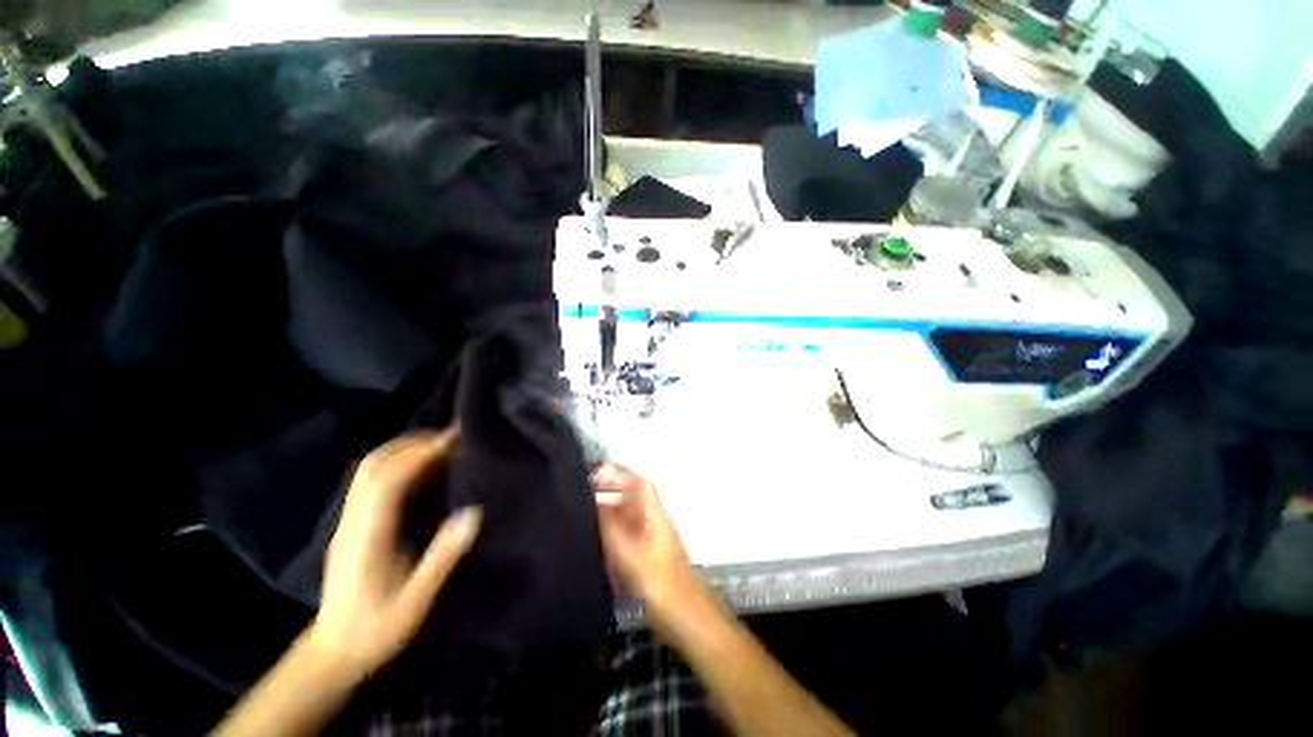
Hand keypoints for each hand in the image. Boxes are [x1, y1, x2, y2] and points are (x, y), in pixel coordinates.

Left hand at [310, 428, 481, 676]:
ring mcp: (349, 521)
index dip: (421, 453)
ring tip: (441, 445)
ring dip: (405, 449)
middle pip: (375, 465)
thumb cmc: (376, 630)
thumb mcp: (415, 601)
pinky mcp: (353, 525)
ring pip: (370, 470)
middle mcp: (354, 520)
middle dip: (413, 443)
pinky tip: (422, 468)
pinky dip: (398, 463)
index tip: (455, 439)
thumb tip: (474, 513)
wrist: (333, 653)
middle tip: (452, 436)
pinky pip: (373, 481)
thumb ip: (442, 557)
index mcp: (367, 535)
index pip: (390, 479)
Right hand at [593, 463, 707, 631]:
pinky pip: (628, 535)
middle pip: (632, 498)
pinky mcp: (648, 557)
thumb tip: (594, 500)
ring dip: (609, 511)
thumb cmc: (660, 584)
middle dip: (610, 491)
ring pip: (629, 516)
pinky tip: (597, 540)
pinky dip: (613, 531)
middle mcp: (654, 522)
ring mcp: (652, 540)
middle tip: (581, 493)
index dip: (620, 473)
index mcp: (655, 515)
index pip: (639, 483)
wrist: (686, 619)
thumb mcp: (630, 554)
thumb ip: (611, 526)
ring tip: (583, 512)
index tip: (595, 471)